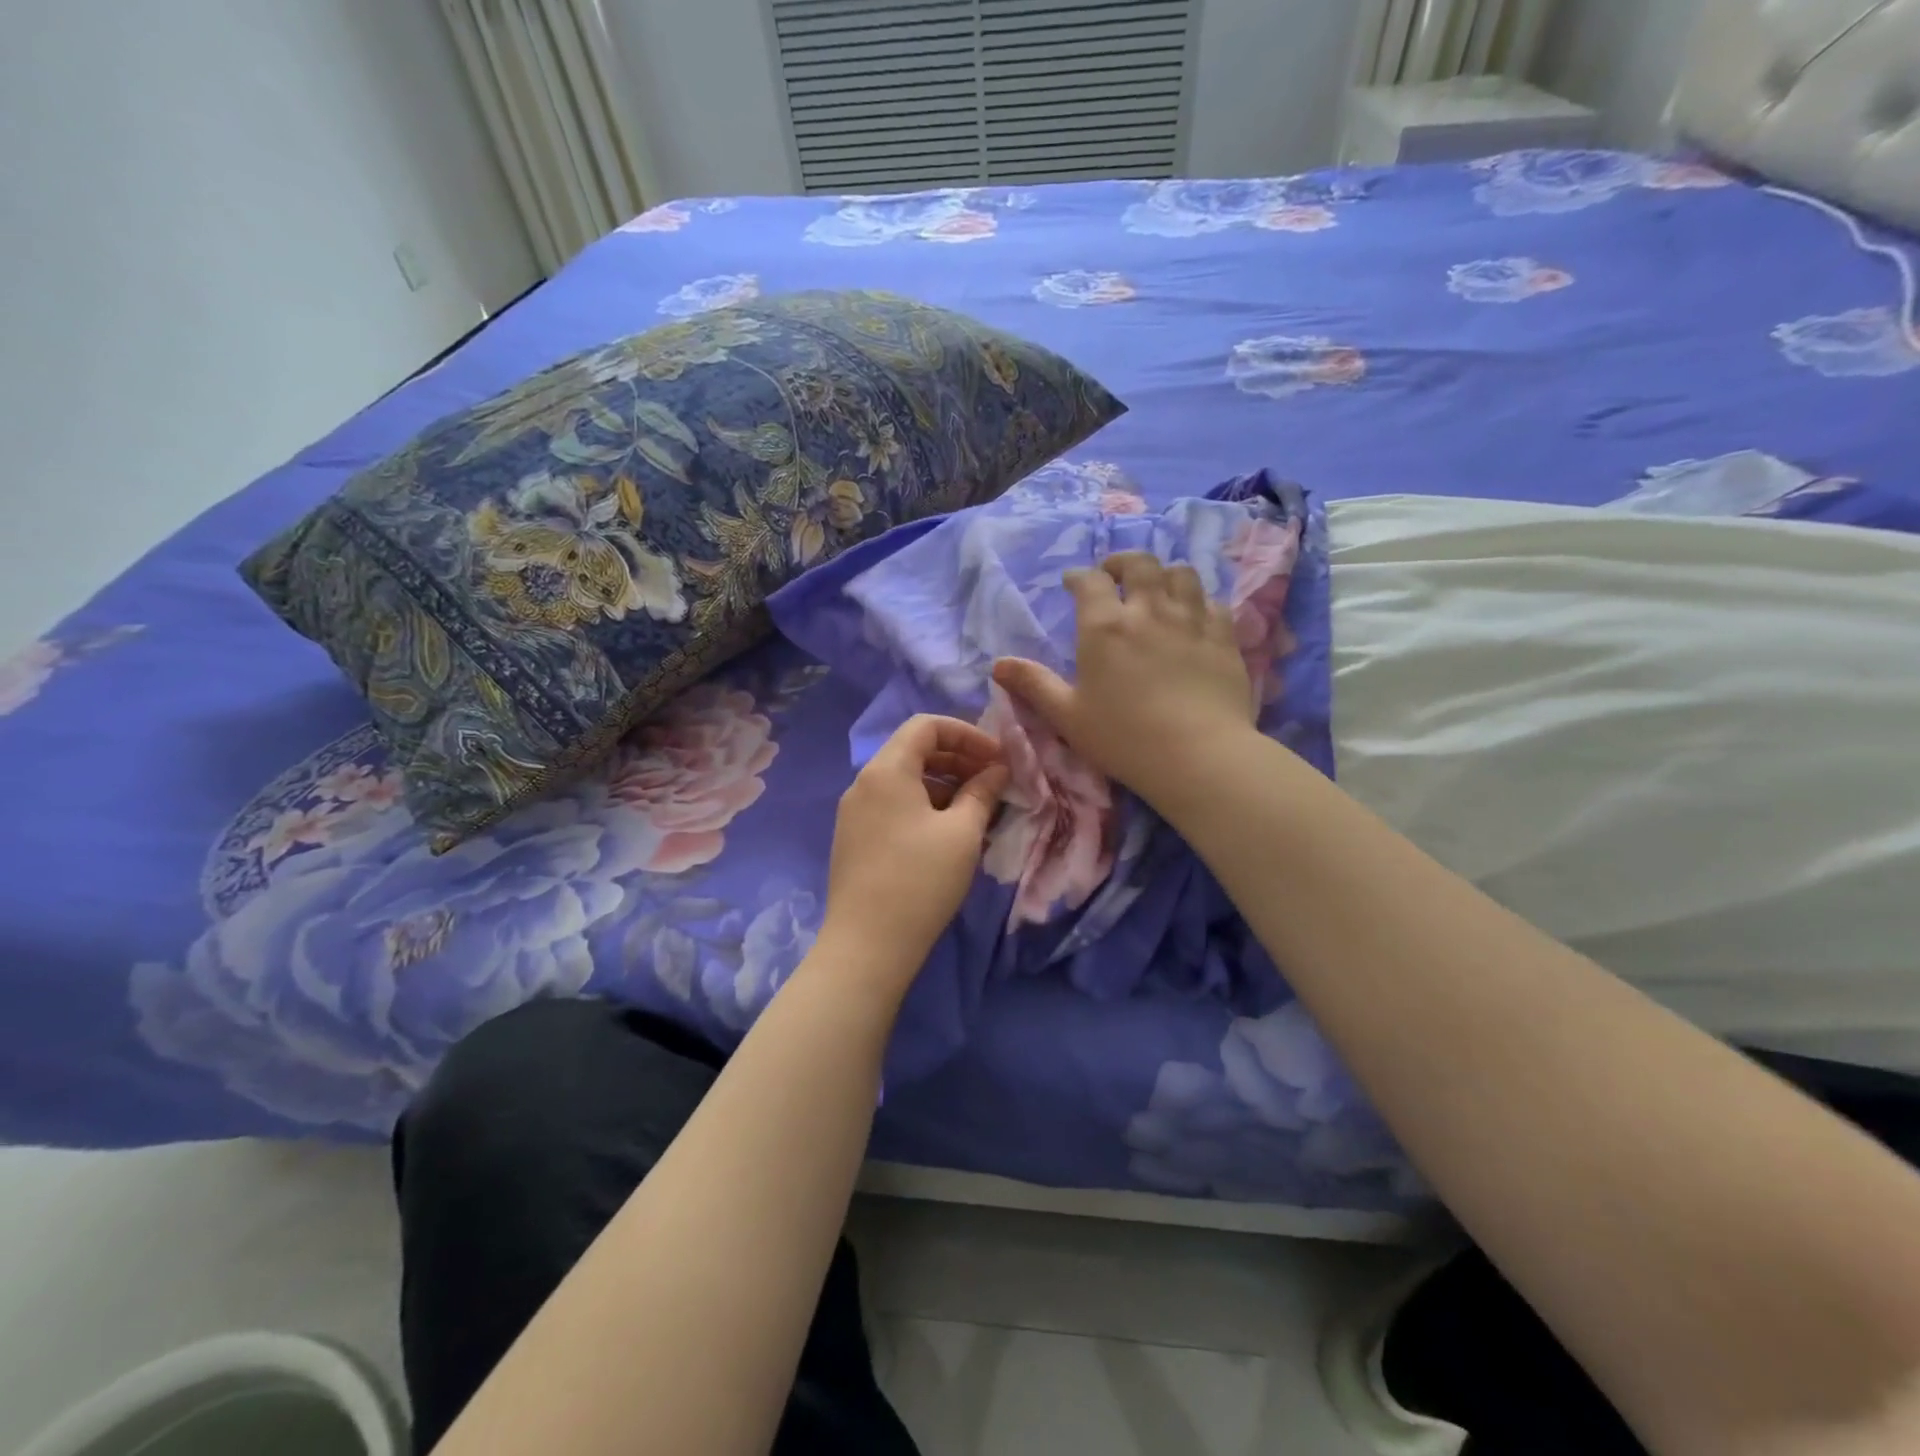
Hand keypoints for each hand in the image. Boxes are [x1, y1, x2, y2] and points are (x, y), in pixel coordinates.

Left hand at [818, 716, 1009, 993]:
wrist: (867, 945)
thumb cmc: (920, 881)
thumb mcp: (962, 833)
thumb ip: (982, 792)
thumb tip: (997, 770)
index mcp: (886, 770)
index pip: (926, 726)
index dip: (967, 733)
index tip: (998, 757)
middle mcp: (863, 782)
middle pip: (914, 750)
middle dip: (958, 758)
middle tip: (994, 781)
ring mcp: (854, 812)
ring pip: (904, 779)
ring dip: (944, 783)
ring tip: (978, 808)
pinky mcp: (854, 838)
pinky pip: (893, 804)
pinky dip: (924, 805)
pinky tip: (949, 831)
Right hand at [992, 552, 1254, 809]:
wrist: (1198, 755)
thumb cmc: (1123, 738)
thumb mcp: (1067, 716)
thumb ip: (1033, 684)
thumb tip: (997, 664)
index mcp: (1104, 626)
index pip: (1089, 581)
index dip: (1079, 577)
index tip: (1072, 583)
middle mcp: (1148, 610)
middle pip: (1139, 563)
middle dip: (1123, 562)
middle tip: (1115, 575)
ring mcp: (1191, 619)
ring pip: (1181, 573)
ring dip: (1164, 574)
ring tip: (1157, 589)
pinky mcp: (1224, 636)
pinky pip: (1213, 602)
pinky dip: (1199, 601)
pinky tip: (1194, 616)